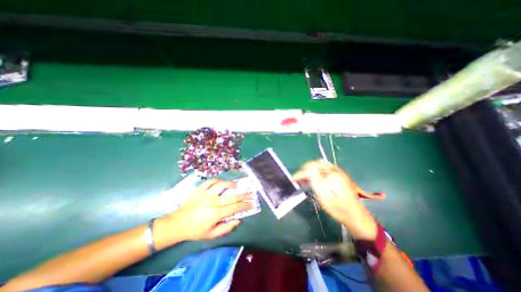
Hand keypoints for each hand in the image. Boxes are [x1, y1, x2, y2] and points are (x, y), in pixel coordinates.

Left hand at [162, 180, 253, 241]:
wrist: (177, 224)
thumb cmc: (195, 231)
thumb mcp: (211, 235)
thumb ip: (226, 228)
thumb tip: (238, 219)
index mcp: (215, 214)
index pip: (234, 208)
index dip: (245, 205)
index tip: (252, 203)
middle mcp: (212, 202)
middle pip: (232, 196)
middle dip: (244, 195)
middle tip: (251, 194)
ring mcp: (205, 194)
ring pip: (221, 185)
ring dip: (231, 184)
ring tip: (237, 185)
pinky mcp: (199, 190)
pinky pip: (210, 181)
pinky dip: (218, 180)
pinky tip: (222, 182)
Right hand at [292, 161, 378, 240]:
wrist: (356, 216)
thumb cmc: (339, 208)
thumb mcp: (324, 196)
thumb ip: (315, 180)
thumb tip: (306, 170)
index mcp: (331, 173)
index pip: (312, 167)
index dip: (301, 172)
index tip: (294, 179)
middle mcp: (335, 170)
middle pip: (315, 164)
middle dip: (305, 170)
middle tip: (299, 179)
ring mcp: (338, 173)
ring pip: (319, 167)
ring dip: (310, 172)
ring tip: (304, 180)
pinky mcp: (339, 177)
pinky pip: (324, 171)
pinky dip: (316, 174)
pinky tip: (314, 181)